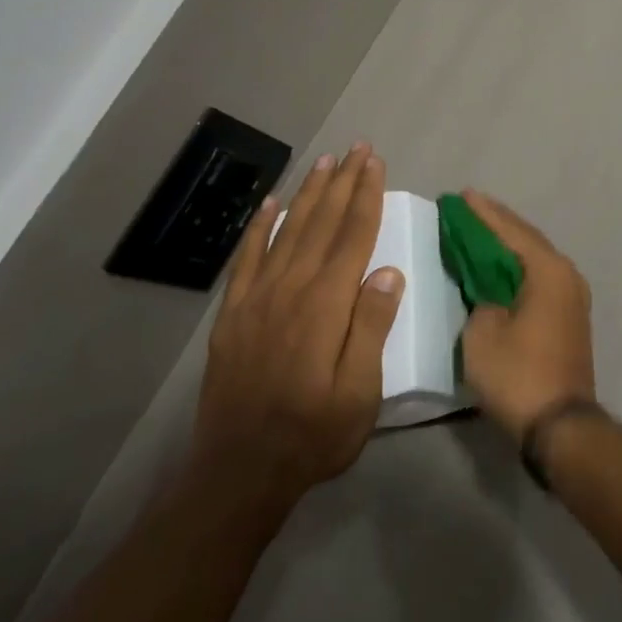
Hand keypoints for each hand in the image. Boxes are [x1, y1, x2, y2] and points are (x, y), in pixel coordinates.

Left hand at [192, 142, 402, 525]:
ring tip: (323, 163)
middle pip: (321, 223)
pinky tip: (269, 205)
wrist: (238, 472)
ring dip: (307, 194)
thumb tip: (388, 270)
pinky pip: (246, 259)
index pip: (352, 236)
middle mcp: (290, 289)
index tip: (375, 163)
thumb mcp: (360, 391)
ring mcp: (256, 299)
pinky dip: (258, 228)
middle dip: (341, 182)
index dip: (366, 196)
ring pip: (286, 231)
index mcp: (326, 304)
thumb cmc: (314, 434)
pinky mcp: (233, 315)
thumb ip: (371, 327)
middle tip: (355, 148)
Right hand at [459, 191, 594, 442]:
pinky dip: (518, 268)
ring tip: (481, 230)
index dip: (483, 213)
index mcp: (548, 270)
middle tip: (469, 206)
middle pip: (527, 239)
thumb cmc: (518, 375)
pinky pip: (540, 278)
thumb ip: (481, 300)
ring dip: (508, 245)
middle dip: (497, 223)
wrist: (561, 425)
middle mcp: (567, 275)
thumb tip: (490, 294)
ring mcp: (573, 296)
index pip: (511, 231)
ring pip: (535, 259)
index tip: (462, 195)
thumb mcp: (482, 334)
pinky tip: (500, 267)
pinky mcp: (570, 317)